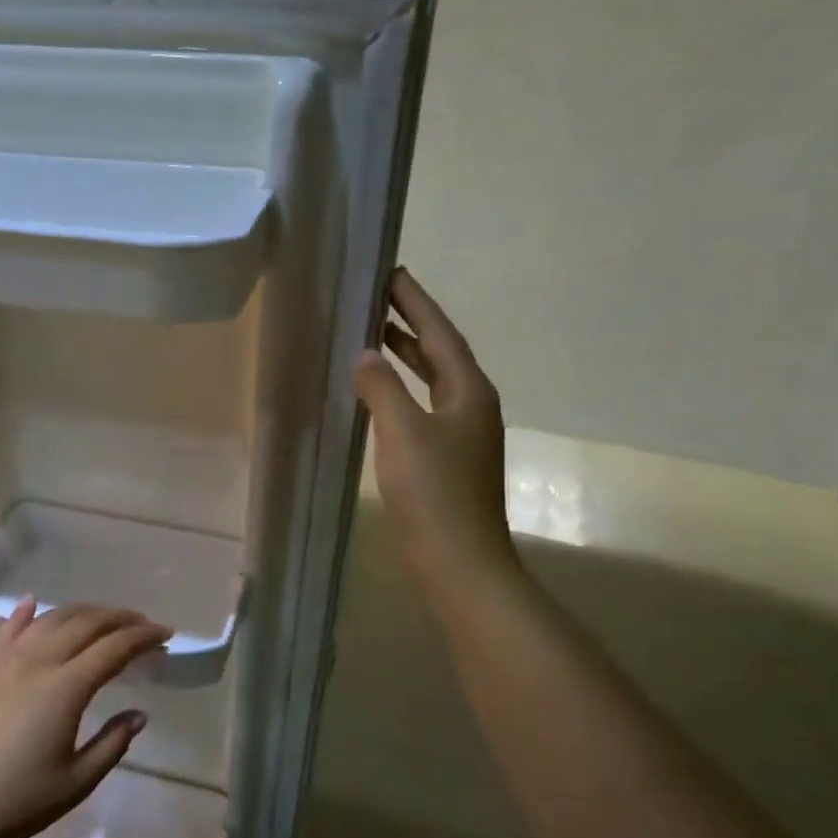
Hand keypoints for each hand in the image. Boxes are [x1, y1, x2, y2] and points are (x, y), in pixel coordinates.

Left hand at [0, 600, 166, 837]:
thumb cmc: (18, 802)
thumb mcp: (78, 781)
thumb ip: (113, 742)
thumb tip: (139, 713)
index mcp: (66, 687)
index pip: (114, 647)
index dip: (143, 637)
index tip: (166, 633)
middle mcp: (38, 661)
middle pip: (86, 623)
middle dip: (120, 618)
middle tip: (142, 624)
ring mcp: (5, 660)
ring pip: (51, 619)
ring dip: (82, 612)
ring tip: (103, 617)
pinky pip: (7, 629)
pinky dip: (26, 612)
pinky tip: (34, 602)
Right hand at [354, 268, 522, 612]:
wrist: (460, 564)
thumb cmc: (434, 494)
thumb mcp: (403, 432)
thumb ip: (382, 388)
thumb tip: (366, 355)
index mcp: (469, 392)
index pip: (440, 334)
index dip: (416, 303)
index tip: (392, 273)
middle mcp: (471, 406)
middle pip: (439, 353)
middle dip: (410, 324)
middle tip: (377, 298)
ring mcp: (461, 435)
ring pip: (431, 382)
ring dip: (405, 357)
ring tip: (373, 335)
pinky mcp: (447, 460)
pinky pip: (422, 408)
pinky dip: (400, 392)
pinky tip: (376, 395)